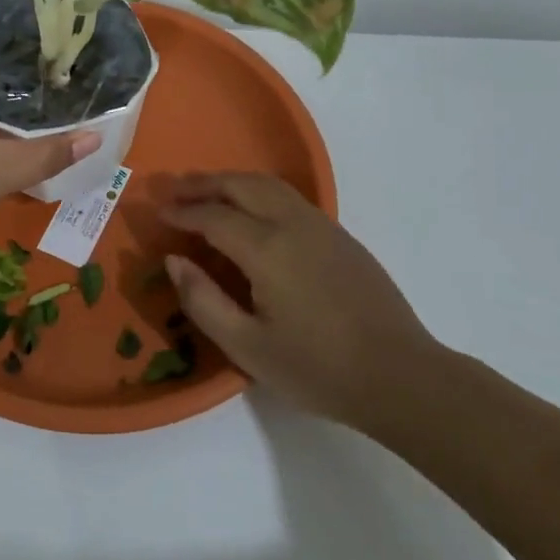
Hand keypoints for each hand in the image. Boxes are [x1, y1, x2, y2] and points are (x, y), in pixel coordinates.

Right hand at [159, 173, 442, 432]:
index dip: (183, 212)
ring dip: (233, 182)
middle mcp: (294, 224)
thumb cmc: (318, 368)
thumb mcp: (247, 347)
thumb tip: (175, 260)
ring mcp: (322, 227)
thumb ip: (203, 300)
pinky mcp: (341, 237)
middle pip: (242, 185)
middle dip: (204, 183)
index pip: (214, 216)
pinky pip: (290, 199)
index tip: (158, 212)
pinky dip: (259, 193)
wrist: (401, 377)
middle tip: (174, 189)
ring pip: (269, 185)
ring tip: (207, 192)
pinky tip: (252, 214)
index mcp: (267, 248)